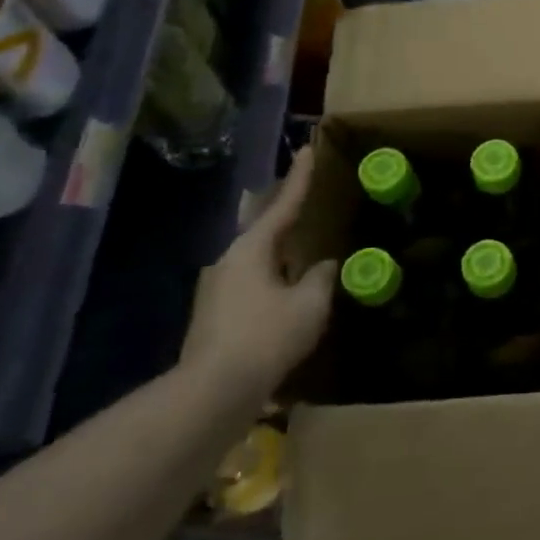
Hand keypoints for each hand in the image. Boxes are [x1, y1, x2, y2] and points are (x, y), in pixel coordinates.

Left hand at [181, 147, 337, 397]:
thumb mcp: (310, 303)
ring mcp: (218, 290)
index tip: (306, 149)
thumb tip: (325, 265)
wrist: (214, 391)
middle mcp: (229, 262)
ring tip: (305, 247)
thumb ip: (323, 278)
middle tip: (306, 197)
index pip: (282, 205)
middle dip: (285, 214)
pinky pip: (254, 284)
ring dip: (281, 252)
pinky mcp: (217, 317)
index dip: (299, 178)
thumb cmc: (267, 336)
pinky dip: (275, 278)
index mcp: (251, 250)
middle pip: (264, 229)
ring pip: (258, 259)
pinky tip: (290, 291)